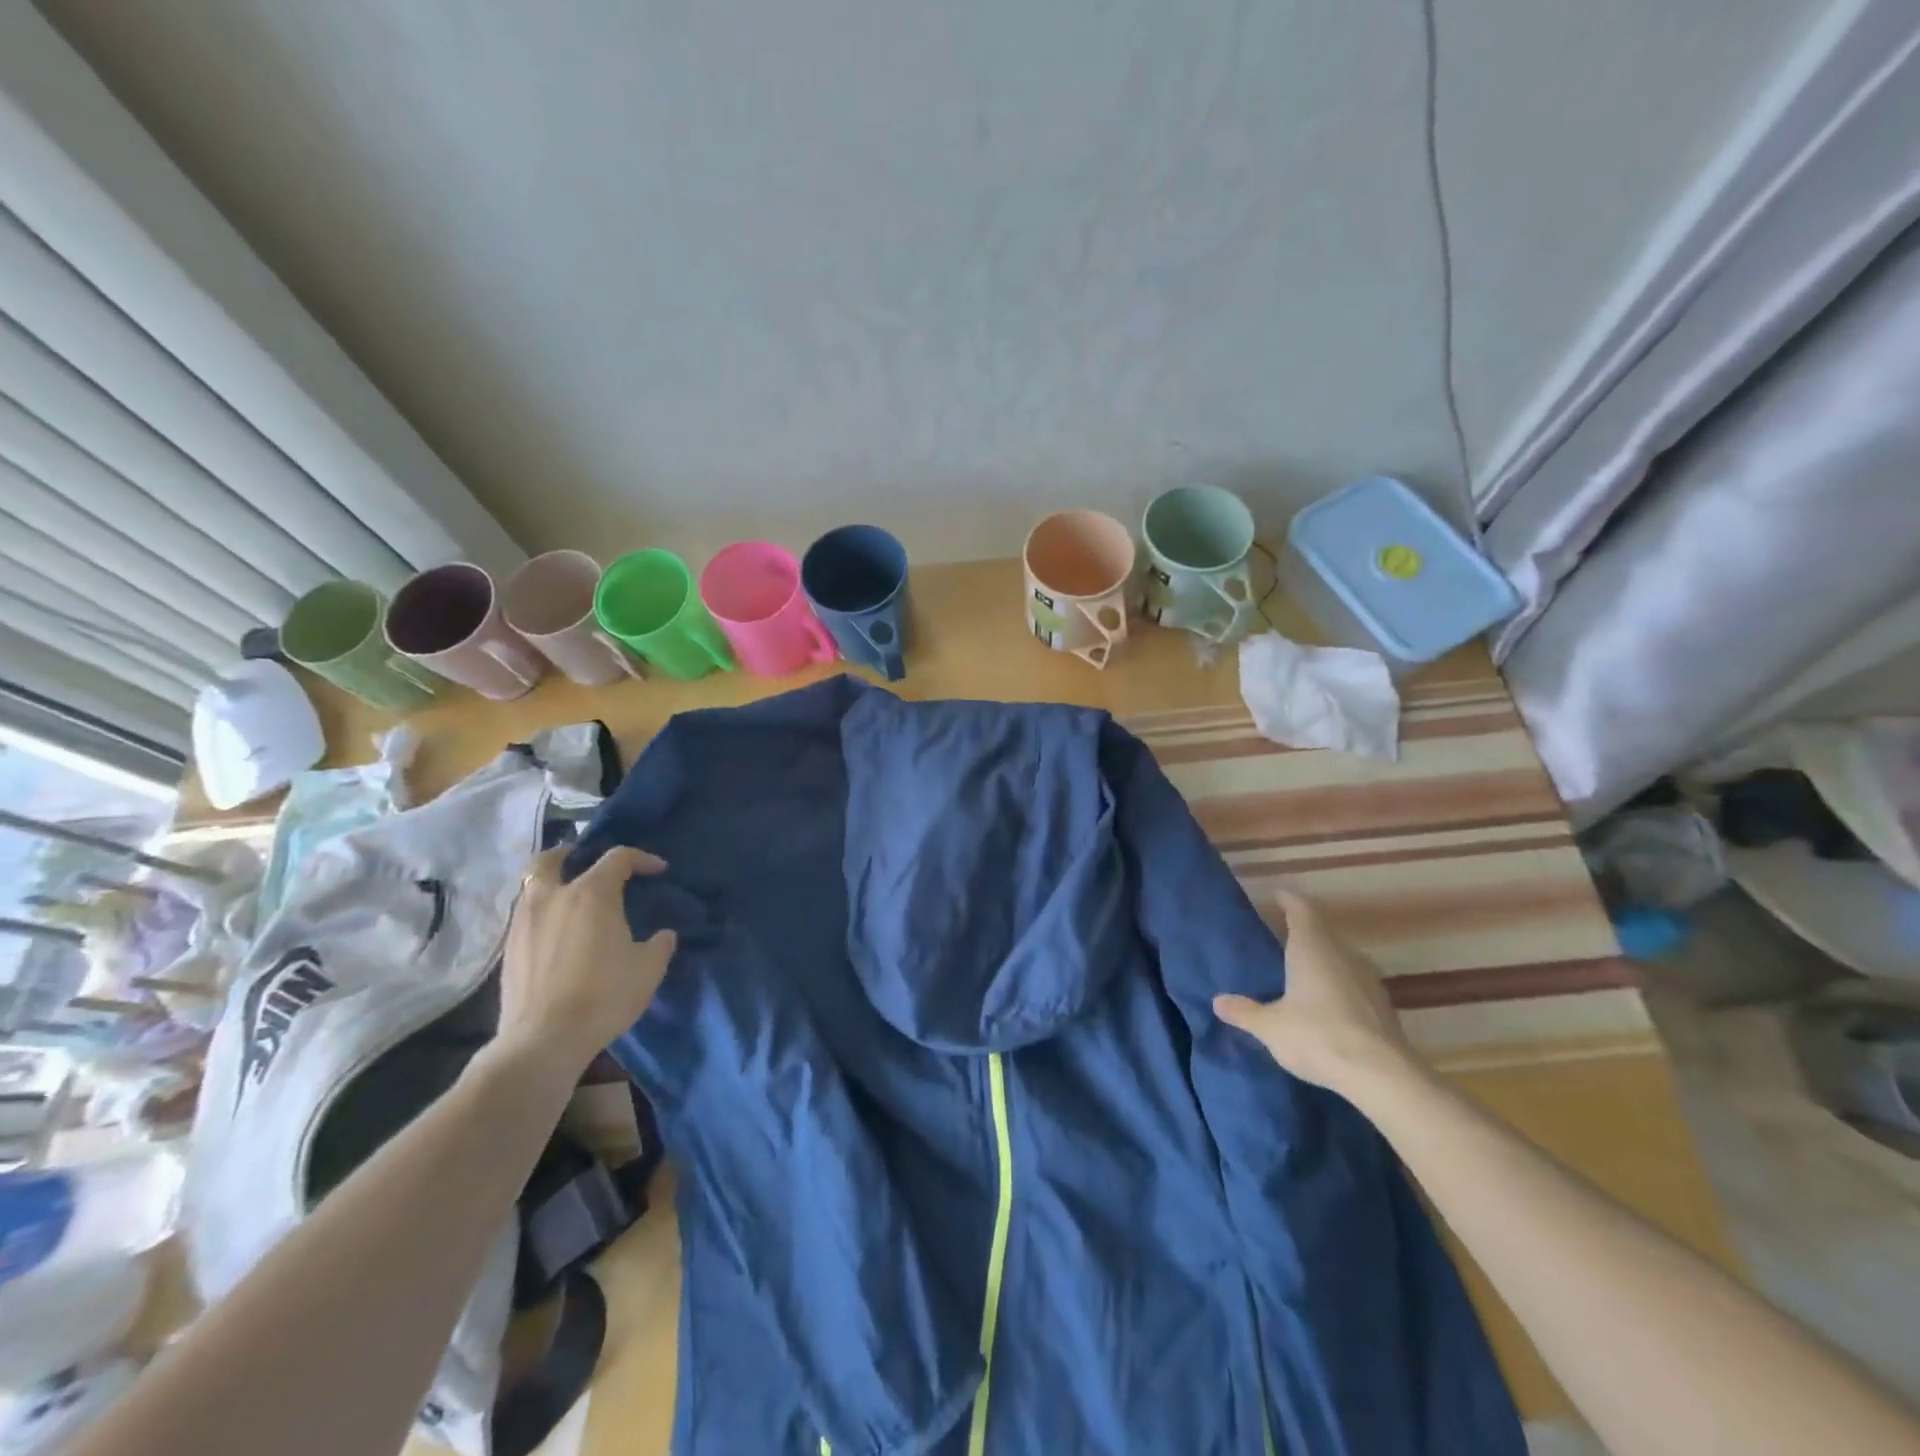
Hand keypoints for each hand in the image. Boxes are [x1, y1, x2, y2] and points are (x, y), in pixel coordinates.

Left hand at [496, 845, 677, 1075]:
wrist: (545, 1039)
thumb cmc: (604, 995)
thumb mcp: (648, 968)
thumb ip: (659, 944)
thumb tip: (663, 935)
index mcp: (591, 894)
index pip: (618, 858)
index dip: (642, 858)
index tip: (658, 870)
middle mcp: (552, 898)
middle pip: (550, 859)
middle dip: (569, 854)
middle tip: (585, 862)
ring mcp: (524, 923)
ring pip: (532, 887)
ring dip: (552, 885)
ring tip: (572, 901)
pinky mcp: (509, 949)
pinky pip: (526, 916)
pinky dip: (542, 913)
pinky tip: (558, 933)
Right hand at [1213, 890, 1417, 1099]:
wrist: (1382, 1075)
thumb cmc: (1317, 1036)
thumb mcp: (1270, 1027)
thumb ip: (1244, 1011)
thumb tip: (1217, 1001)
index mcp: (1312, 949)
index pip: (1301, 911)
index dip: (1289, 901)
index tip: (1278, 895)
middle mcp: (1342, 955)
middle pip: (1323, 933)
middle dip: (1304, 932)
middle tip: (1282, 936)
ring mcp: (1368, 980)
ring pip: (1341, 958)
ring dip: (1324, 959)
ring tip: (1303, 970)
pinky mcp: (1383, 1006)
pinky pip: (1355, 983)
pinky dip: (1339, 985)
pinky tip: (1329, 1003)